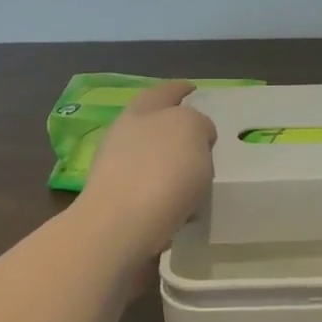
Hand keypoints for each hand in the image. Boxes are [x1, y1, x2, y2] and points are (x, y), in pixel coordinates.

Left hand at [73, 81, 215, 258]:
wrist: (119, 231)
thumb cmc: (159, 172)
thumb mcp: (190, 129)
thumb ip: (196, 123)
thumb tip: (194, 136)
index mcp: (140, 111)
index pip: (165, 92)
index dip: (181, 89)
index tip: (194, 90)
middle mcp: (124, 137)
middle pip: (154, 125)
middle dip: (177, 129)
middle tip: (204, 137)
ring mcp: (117, 173)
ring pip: (153, 161)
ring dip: (174, 166)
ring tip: (201, 178)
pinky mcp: (119, 207)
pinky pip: (153, 193)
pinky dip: (169, 195)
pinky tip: (185, 208)